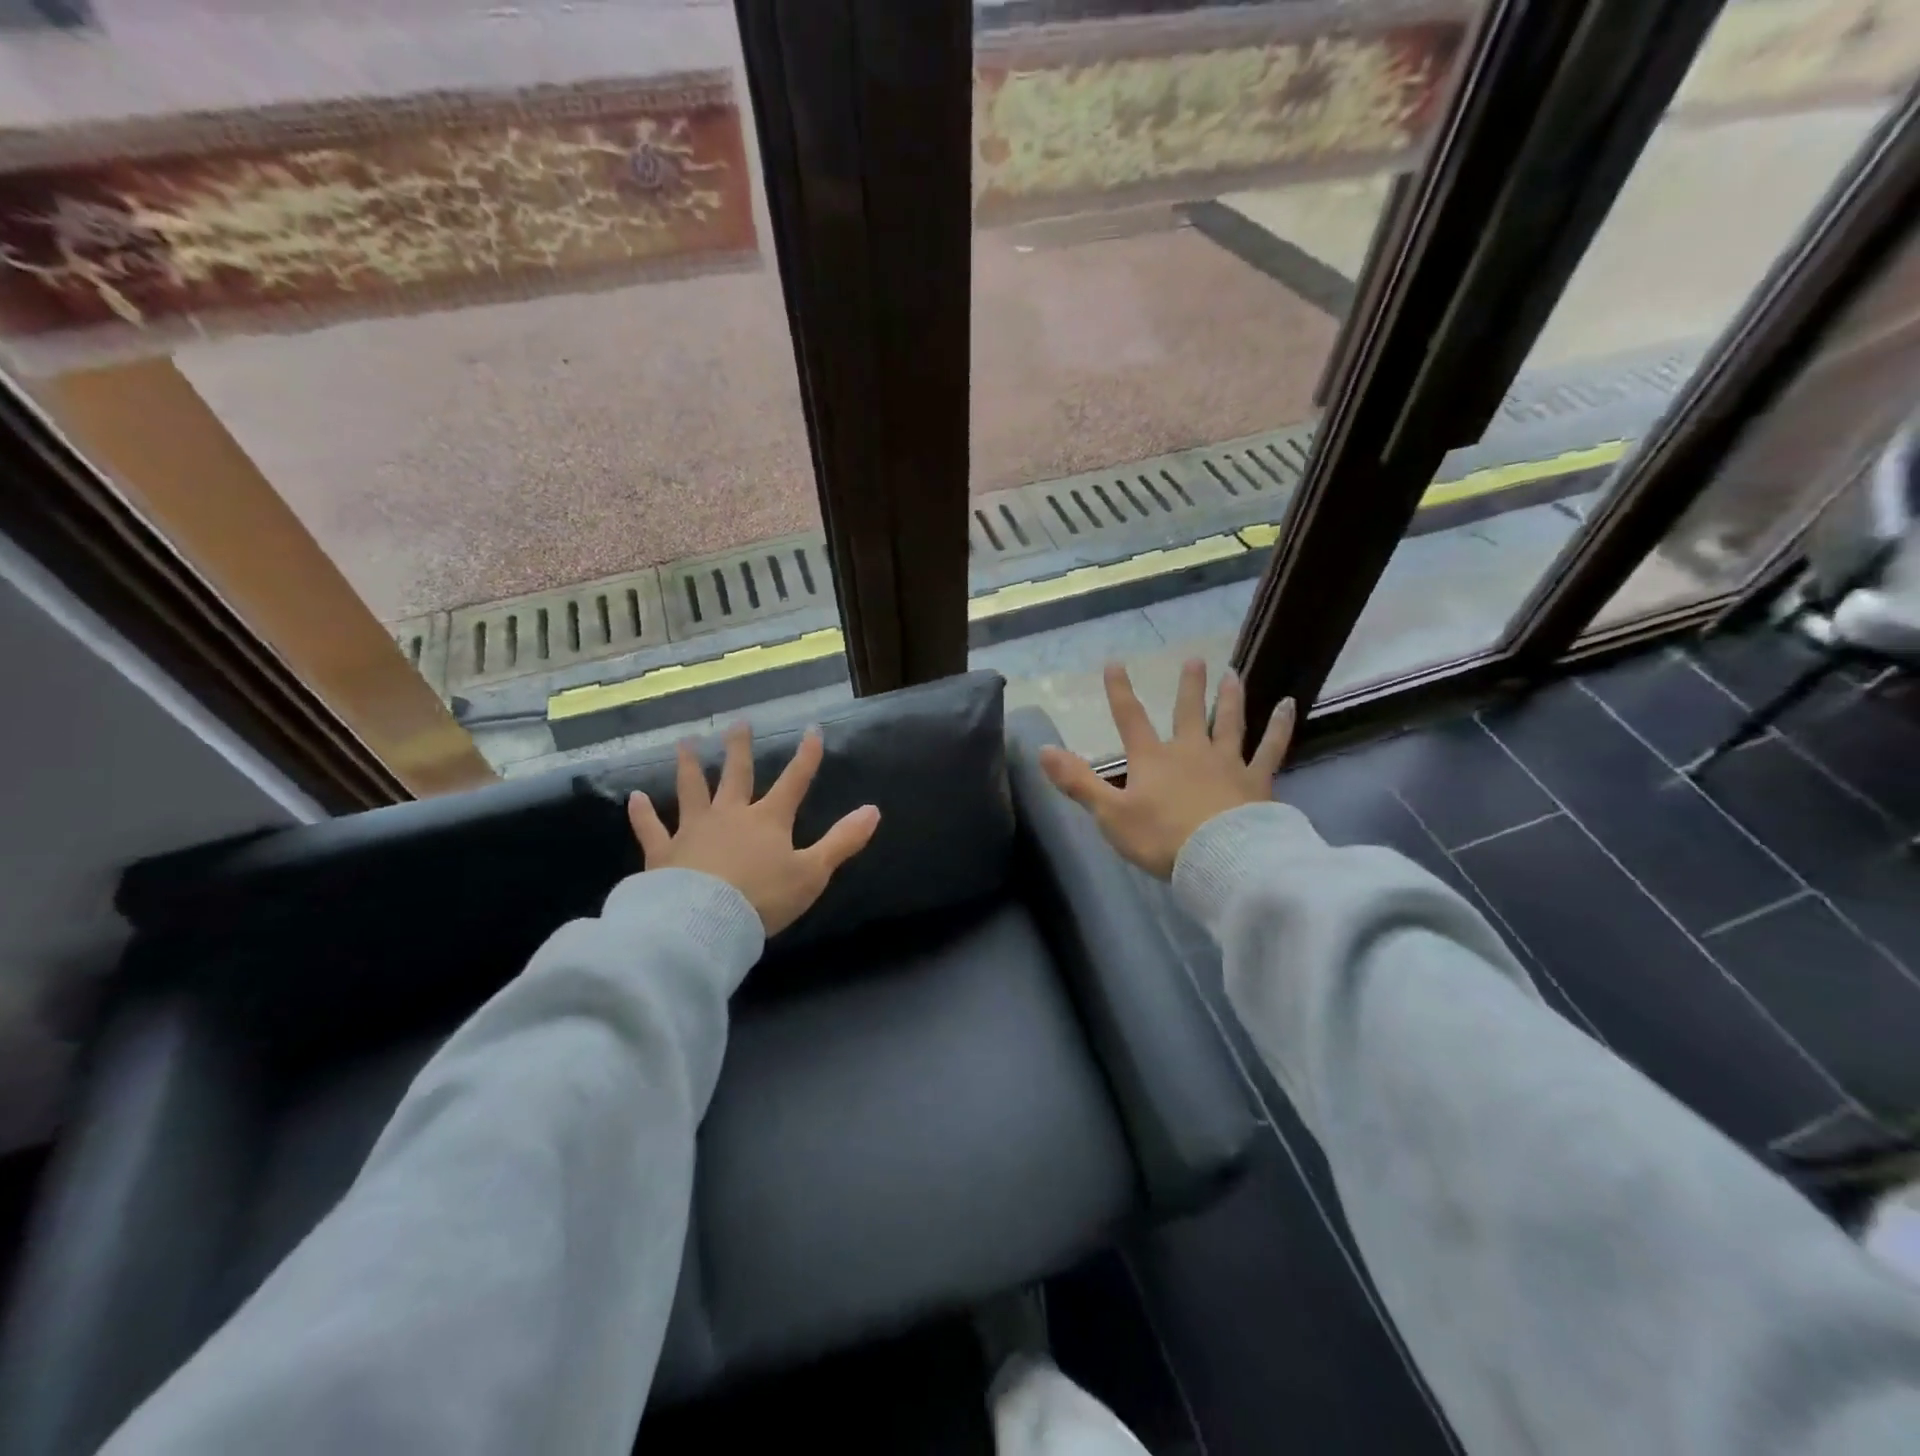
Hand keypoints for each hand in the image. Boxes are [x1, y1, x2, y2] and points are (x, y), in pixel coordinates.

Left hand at [628, 723, 880, 934]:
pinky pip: (651, 828)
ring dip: (688, 766)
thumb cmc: (763, 899)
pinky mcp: (663, 852)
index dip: (807, 757)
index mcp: (768, 820)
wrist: (703, 922)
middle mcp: (730, 815)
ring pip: (691, 790)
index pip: (794, 781)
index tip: (813, 730)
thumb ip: (842, 841)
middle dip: (740, 749)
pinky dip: (642, 813)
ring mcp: (693, 830)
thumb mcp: (812, 872)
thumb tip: (874, 810)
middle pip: (737, 775)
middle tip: (738, 723)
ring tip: (684, 743)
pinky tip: (633, 797)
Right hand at [1039, 659, 1293, 878]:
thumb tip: (1042, 749)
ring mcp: (1227, 763)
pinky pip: (1271, 749)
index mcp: (1152, 760)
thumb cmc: (1160, 838)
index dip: (1120, 691)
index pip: (1130, 718)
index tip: (1115, 662)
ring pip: (1229, 722)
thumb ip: (1078, 781)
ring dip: (1230, 697)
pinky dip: (1280, 727)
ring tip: (1232, 673)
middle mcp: (1190, 752)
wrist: (1220, 860)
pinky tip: (1289, 705)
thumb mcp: (1109, 813)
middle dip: (1188, 686)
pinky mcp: (1257, 781)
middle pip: (1187, 712)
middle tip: (1194, 658)